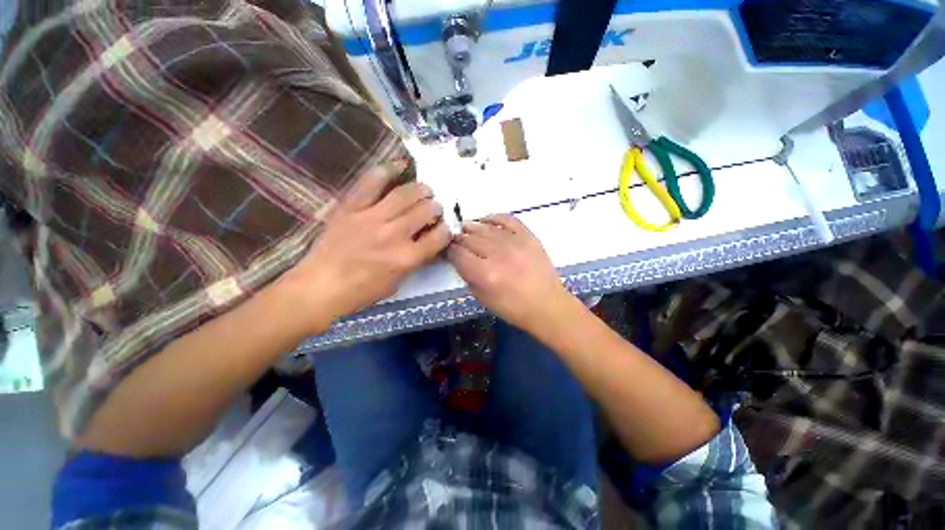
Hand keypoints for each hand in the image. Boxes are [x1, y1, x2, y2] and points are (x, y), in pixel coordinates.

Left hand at [283, 161, 449, 332]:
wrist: (320, 286)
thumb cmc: (362, 291)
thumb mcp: (398, 282)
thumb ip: (415, 261)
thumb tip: (427, 243)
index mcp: (407, 257)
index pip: (439, 236)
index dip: (446, 229)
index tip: (444, 227)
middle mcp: (395, 234)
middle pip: (426, 210)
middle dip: (436, 207)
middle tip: (434, 207)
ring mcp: (372, 217)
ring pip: (405, 194)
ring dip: (421, 189)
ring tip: (425, 189)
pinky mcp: (352, 207)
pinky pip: (372, 182)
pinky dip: (388, 170)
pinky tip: (401, 165)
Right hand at [447, 214, 572, 331]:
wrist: (547, 305)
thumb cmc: (513, 308)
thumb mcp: (483, 298)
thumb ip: (467, 276)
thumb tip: (459, 258)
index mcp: (485, 275)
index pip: (458, 254)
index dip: (449, 250)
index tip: (448, 249)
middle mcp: (497, 255)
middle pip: (469, 239)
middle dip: (459, 239)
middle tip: (456, 240)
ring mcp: (514, 243)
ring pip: (485, 228)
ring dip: (472, 227)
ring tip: (467, 229)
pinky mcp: (528, 236)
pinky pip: (507, 219)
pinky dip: (494, 217)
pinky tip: (486, 220)